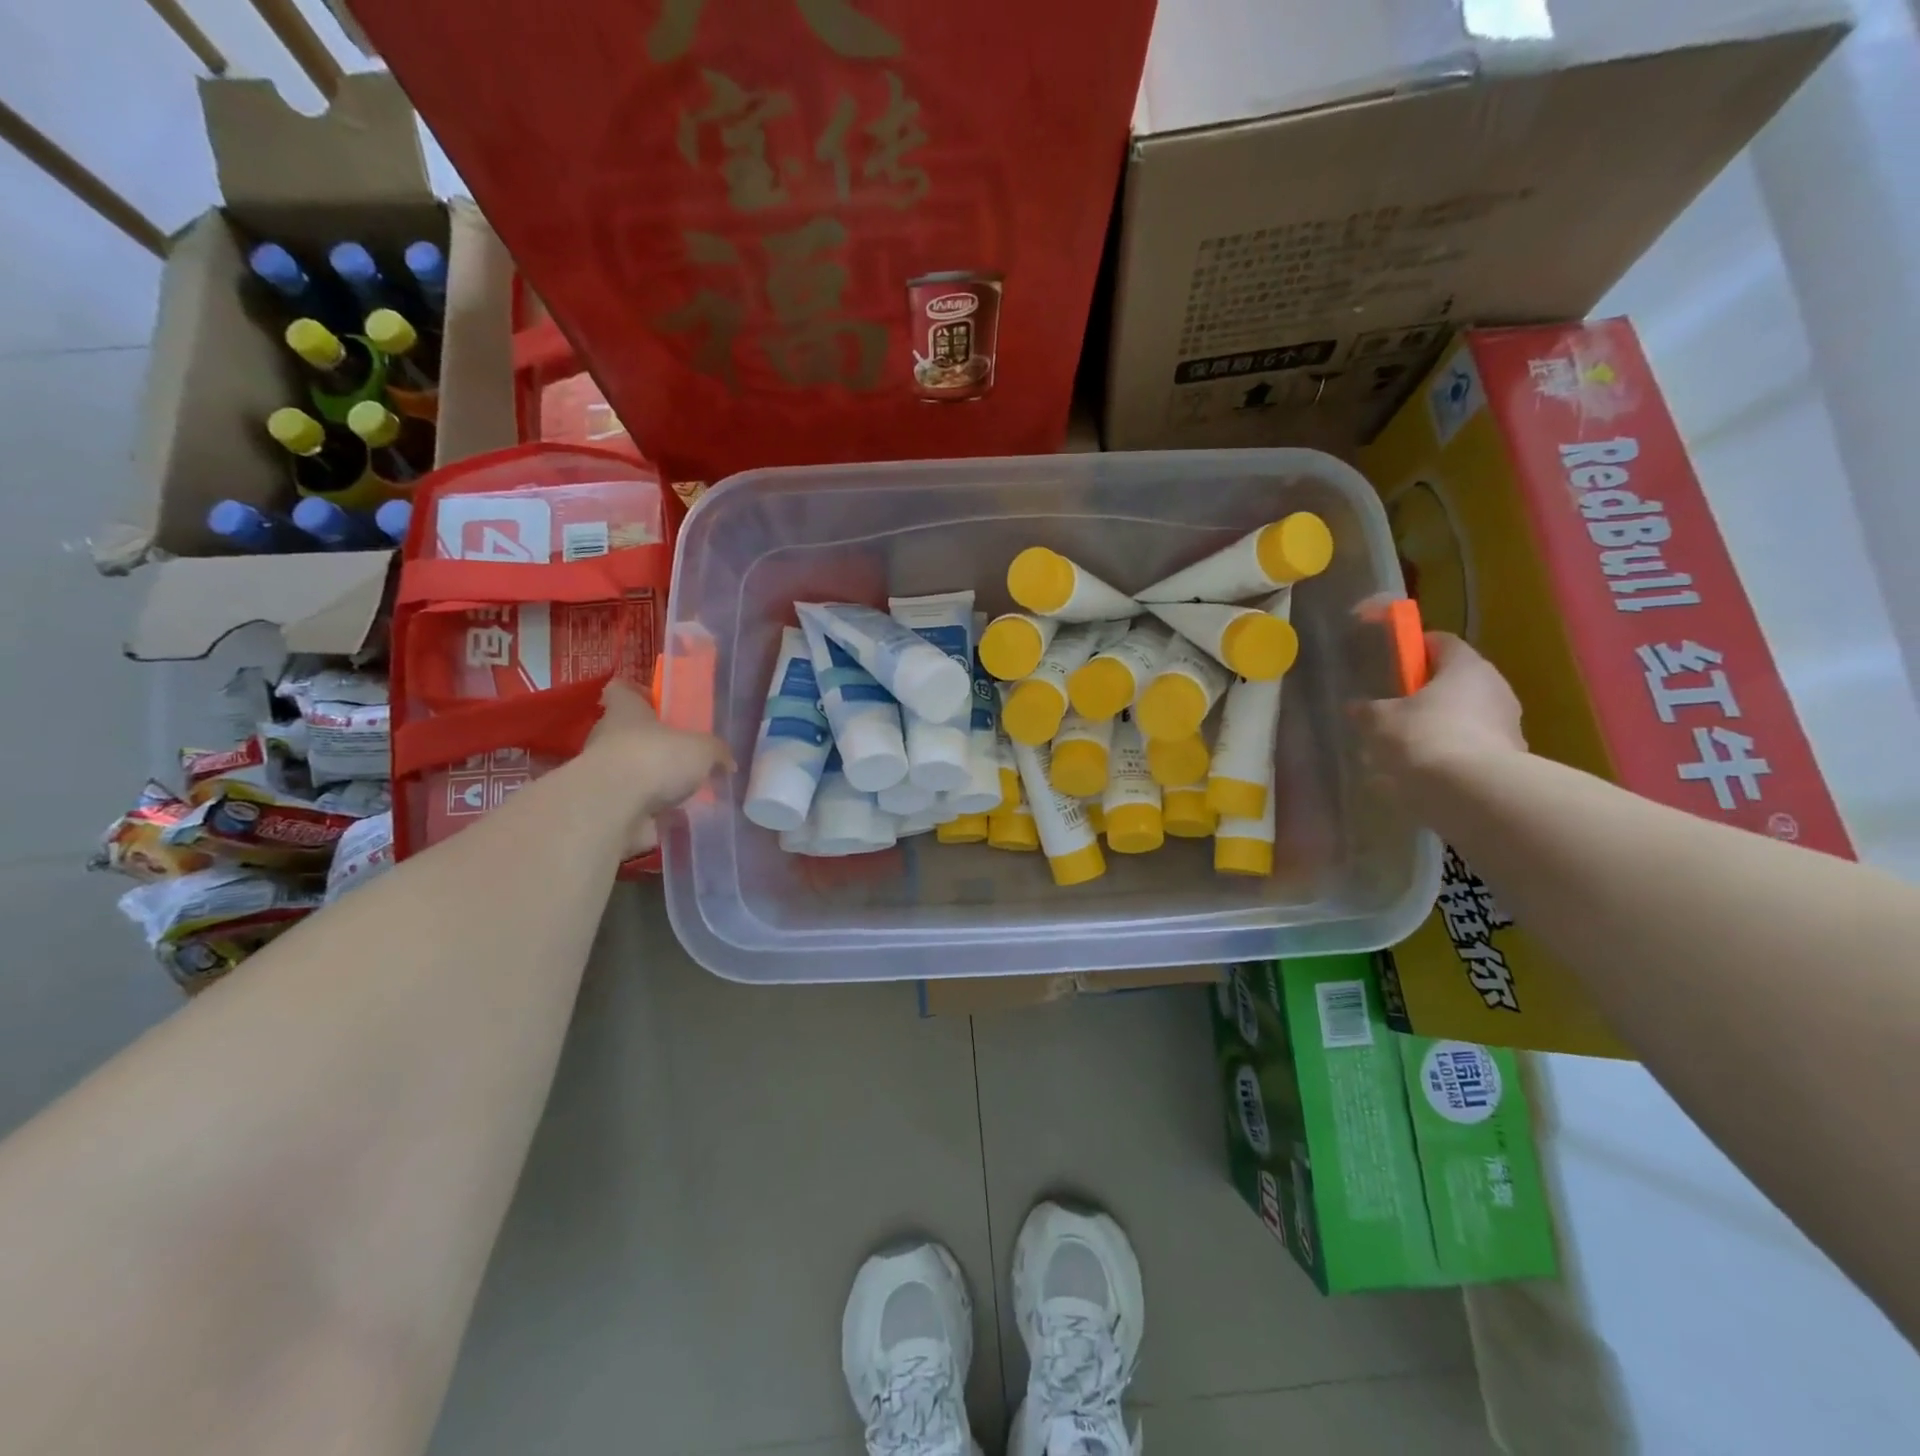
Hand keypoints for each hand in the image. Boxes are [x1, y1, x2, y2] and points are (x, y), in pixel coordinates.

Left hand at [582, 679, 732, 855]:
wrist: (612, 808)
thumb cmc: (656, 758)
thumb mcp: (702, 749)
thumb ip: (716, 753)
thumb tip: (726, 763)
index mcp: (626, 712)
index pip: (621, 691)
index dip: (636, 694)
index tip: (654, 702)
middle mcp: (608, 739)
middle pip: (626, 734)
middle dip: (651, 745)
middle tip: (681, 755)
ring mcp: (603, 776)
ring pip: (630, 773)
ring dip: (652, 783)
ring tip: (685, 793)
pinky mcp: (605, 808)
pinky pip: (633, 807)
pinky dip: (651, 814)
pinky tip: (676, 820)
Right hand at [1355, 633, 1524, 807]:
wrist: (1474, 793)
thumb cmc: (1424, 738)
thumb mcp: (1379, 721)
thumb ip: (1367, 710)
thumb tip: (1357, 708)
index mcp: (1466, 667)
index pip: (1442, 642)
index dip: (1416, 648)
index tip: (1394, 662)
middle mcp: (1495, 688)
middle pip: (1455, 683)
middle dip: (1424, 697)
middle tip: (1394, 712)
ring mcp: (1508, 726)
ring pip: (1463, 719)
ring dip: (1437, 730)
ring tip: (1402, 754)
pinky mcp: (1510, 760)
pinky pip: (1471, 751)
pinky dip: (1448, 759)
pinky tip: (1421, 779)